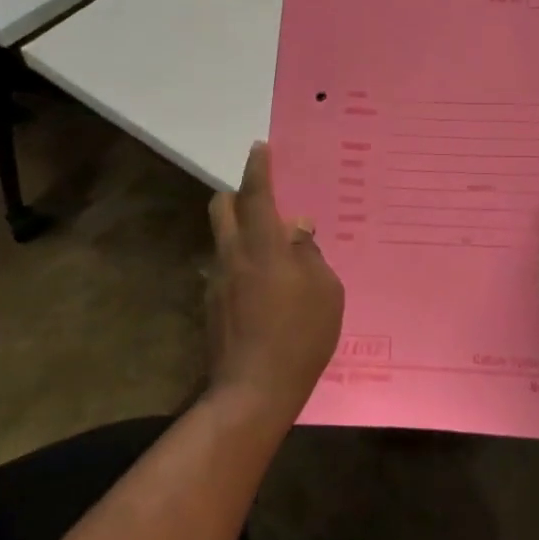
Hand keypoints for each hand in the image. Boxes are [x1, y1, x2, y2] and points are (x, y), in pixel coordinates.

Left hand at [206, 142, 344, 426]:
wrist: (253, 391)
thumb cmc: (301, 336)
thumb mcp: (326, 291)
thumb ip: (310, 254)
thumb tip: (298, 230)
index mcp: (263, 246)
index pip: (257, 194)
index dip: (258, 168)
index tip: (259, 147)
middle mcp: (233, 256)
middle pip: (222, 207)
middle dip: (238, 193)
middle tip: (263, 198)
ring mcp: (217, 282)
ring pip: (223, 239)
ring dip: (241, 232)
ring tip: (272, 252)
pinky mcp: (212, 306)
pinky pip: (226, 269)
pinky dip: (242, 264)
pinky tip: (264, 289)